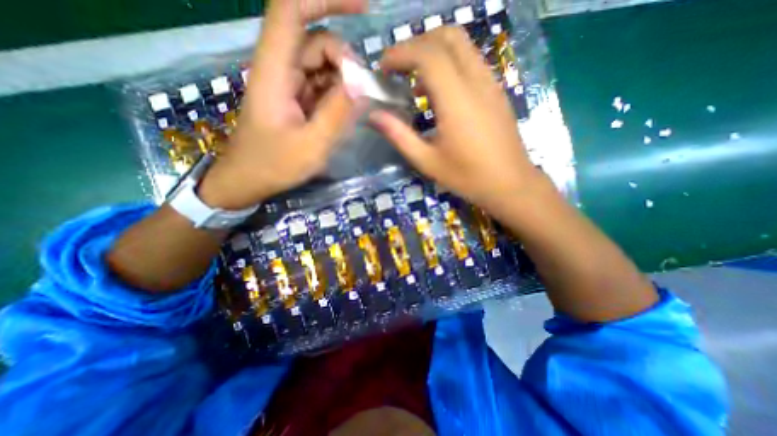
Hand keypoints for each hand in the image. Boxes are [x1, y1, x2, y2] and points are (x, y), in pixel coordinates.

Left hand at [199, 0, 369, 210]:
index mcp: (275, 72)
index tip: (364, 9)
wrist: (248, 180)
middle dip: (345, 63)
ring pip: (322, 65)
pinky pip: (321, 86)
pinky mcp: (295, 99)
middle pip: (317, 41)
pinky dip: (337, 95)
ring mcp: (288, 85)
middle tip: (360, 97)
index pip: (292, 10)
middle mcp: (280, 69)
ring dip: (343, 82)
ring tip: (351, 113)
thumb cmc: (274, 166)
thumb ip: (337, 114)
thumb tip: (362, 85)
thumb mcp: (311, 146)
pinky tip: (342, 117)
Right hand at [368, 25, 541, 212]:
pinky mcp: (496, 90)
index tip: (383, 69)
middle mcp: (476, 81)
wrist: (510, 184)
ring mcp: (490, 83)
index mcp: (457, 100)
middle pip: (447, 36)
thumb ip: (399, 135)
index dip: (400, 53)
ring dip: (433, 52)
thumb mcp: (427, 161)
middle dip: (416, 45)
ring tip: (415, 82)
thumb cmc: (467, 177)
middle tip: (398, 69)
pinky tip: (439, 93)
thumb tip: (373, 115)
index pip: (427, 54)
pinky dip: (449, 64)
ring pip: (461, 45)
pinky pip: (470, 61)